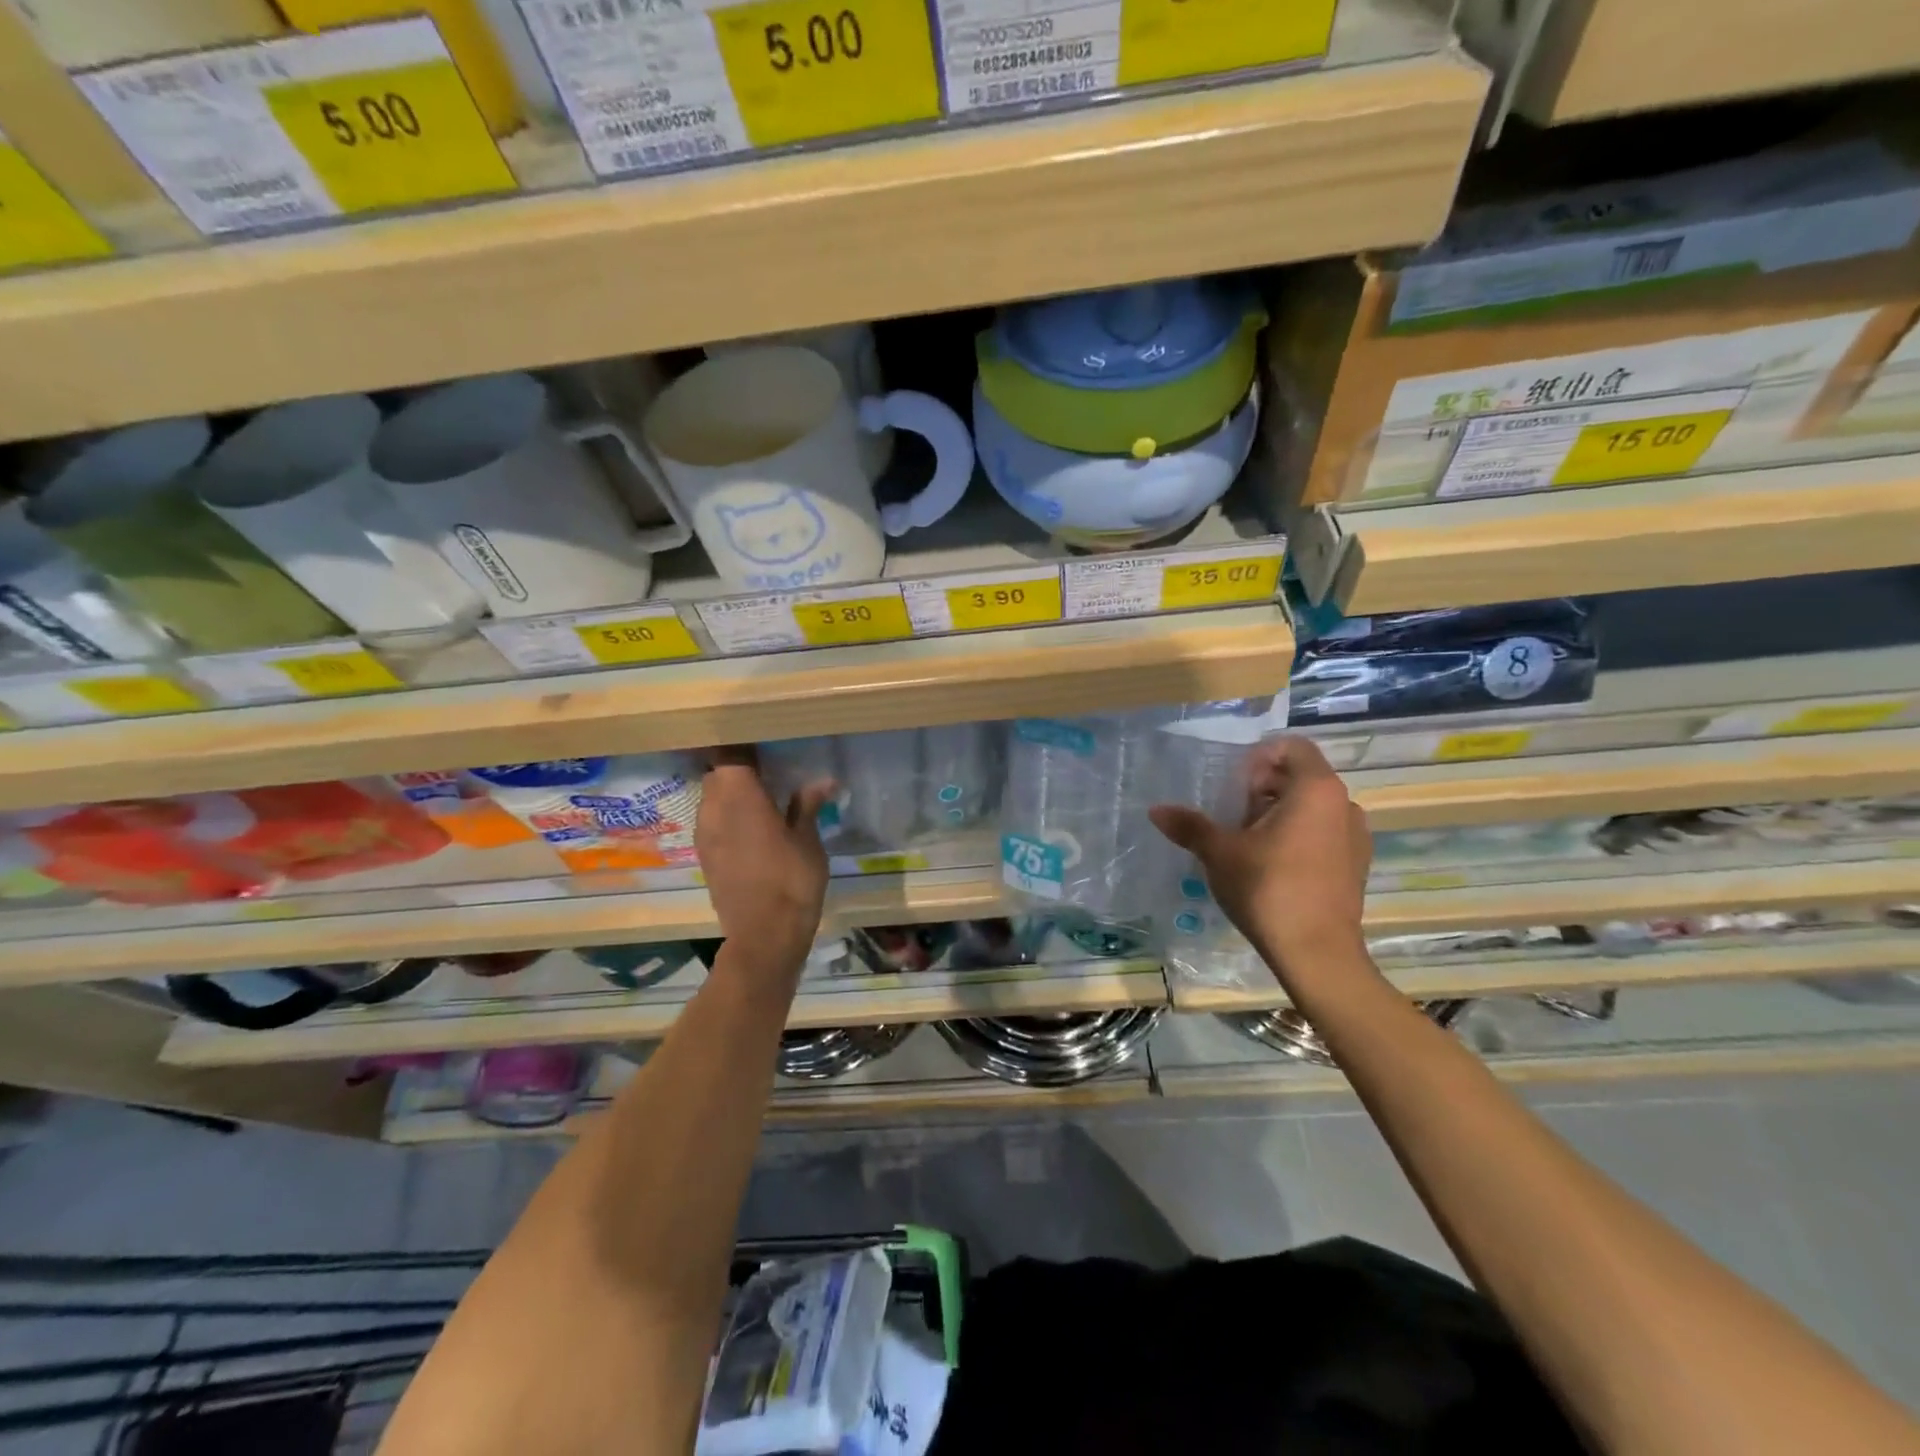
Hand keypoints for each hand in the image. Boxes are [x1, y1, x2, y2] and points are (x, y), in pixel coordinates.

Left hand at [696, 746, 833, 967]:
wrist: (764, 937)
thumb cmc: (792, 882)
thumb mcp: (807, 841)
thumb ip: (807, 806)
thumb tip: (823, 781)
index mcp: (740, 797)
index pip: (730, 753)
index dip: (745, 743)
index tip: (765, 739)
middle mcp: (714, 809)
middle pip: (718, 772)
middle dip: (738, 766)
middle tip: (769, 765)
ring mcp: (705, 833)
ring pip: (712, 796)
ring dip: (732, 791)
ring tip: (763, 794)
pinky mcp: (705, 855)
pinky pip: (712, 820)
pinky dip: (728, 814)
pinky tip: (753, 824)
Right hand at [1149, 736, 1371, 986]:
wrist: (1317, 954)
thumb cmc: (1269, 889)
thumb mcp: (1220, 853)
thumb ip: (1190, 826)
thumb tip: (1156, 810)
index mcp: (1316, 789)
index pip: (1292, 747)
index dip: (1259, 757)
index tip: (1234, 785)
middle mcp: (1344, 804)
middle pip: (1300, 777)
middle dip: (1263, 789)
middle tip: (1232, 815)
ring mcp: (1356, 837)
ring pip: (1312, 808)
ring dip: (1280, 814)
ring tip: (1249, 843)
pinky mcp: (1356, 866)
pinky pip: (1324, 833)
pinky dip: (1298, 837)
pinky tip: (1272, 866)